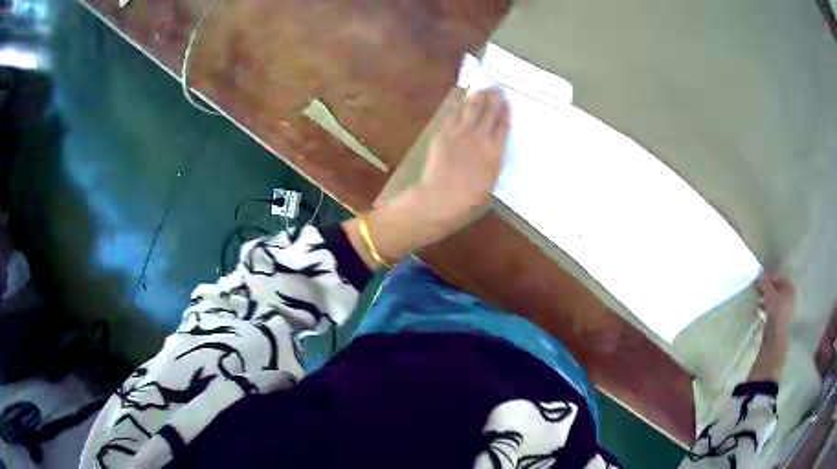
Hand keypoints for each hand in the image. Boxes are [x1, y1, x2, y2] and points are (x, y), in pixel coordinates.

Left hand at [342, 88, 510, 269]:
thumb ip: (494, 160)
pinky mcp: (445, 133)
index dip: (505, 112)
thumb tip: (493, 147)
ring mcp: (461, 134)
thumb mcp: (491, 181)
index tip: (507, 102)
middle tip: (497, 88)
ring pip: (472, 109)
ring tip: (483, 88)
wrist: (441, 197)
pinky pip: (455, 114)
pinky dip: (461, 104)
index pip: (503, 126)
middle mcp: (480, 138)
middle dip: (494, 98)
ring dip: (479, 97)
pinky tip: (464, 99)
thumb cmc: (468, 198)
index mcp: (495, 153)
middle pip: (489, 113)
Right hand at [748, 272, 794, 381]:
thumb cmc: (776, 314)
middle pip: (777, 288)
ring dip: (765, 298)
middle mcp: (789, 296)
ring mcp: (785, 310)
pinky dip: (766, 307)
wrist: (775, 340)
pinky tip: (759, 309)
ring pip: (774, 299)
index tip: (758, 279)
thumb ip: (765, 284)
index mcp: (790, 288)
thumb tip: (760, 274)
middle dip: (767, 288)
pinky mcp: (779, 320)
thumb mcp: (770, 295)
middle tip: (757, 289)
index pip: (778, 277)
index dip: (769, 277)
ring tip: (756, 299)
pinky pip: (772, 308)